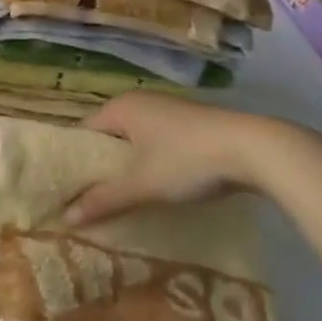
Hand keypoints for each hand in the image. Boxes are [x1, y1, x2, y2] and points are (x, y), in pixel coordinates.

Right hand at [64, 90, 310, 225]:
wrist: (256, 150)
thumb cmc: (188, 160)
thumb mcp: (143, 184)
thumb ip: (104, 200)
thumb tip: (65, 218)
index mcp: (120, 107)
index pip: (83, 132)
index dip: (76, 161)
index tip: (71, 191)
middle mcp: (140, 102)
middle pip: (110, 137)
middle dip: (104, 167)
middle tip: (96, 200)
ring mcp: (169, 111)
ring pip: (137, 142)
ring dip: (132, 167)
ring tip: (127, 199)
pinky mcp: (193, 125)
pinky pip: (160, 144)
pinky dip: (155, 163)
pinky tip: (162, 188)